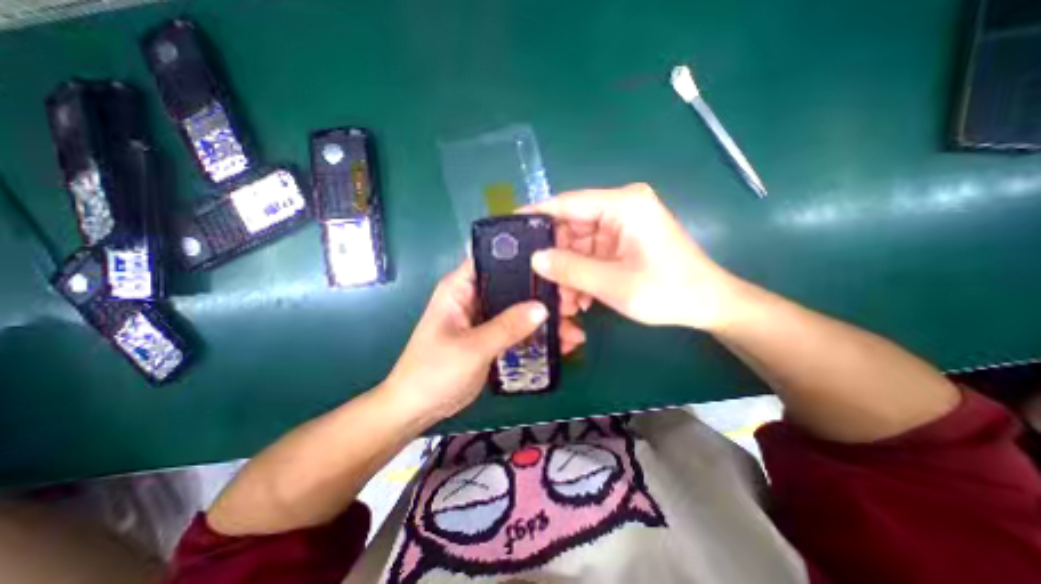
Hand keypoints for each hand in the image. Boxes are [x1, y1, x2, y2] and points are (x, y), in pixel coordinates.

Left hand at [380, 258, 585, 419]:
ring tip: (573, 329)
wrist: (418, 408)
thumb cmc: (434, 372)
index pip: (493, 259)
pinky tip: (560, 344)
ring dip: (543, 318)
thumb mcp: (472, 348)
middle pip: (513, 285)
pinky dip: (536, 335)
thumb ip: (507, 327)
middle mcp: (474, 297)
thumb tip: (542, 308)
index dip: (522, 259)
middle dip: (542, 293)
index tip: (553, 267)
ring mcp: (484, 317)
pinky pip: (518, 329)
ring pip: (519, 309)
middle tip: (572, 303)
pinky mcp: (491, 336)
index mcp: (460, 288)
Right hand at [530, 183, 740, 328]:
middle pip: (570, 226)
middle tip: (538, 282)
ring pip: (578, 244)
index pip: (567, 203)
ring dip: (568, 271)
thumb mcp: (614, 284)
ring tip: (562, 300)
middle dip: (554, 257)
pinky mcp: (622, 242)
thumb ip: (571, 269)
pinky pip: (590, 254)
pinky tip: (579, 298)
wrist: (707, 305)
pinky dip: (582, 274)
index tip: (509, 229)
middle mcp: (620, 208)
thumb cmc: (667, 291)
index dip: (536, 215)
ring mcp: (621, 225)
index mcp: (623, 205)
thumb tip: (535, 259)